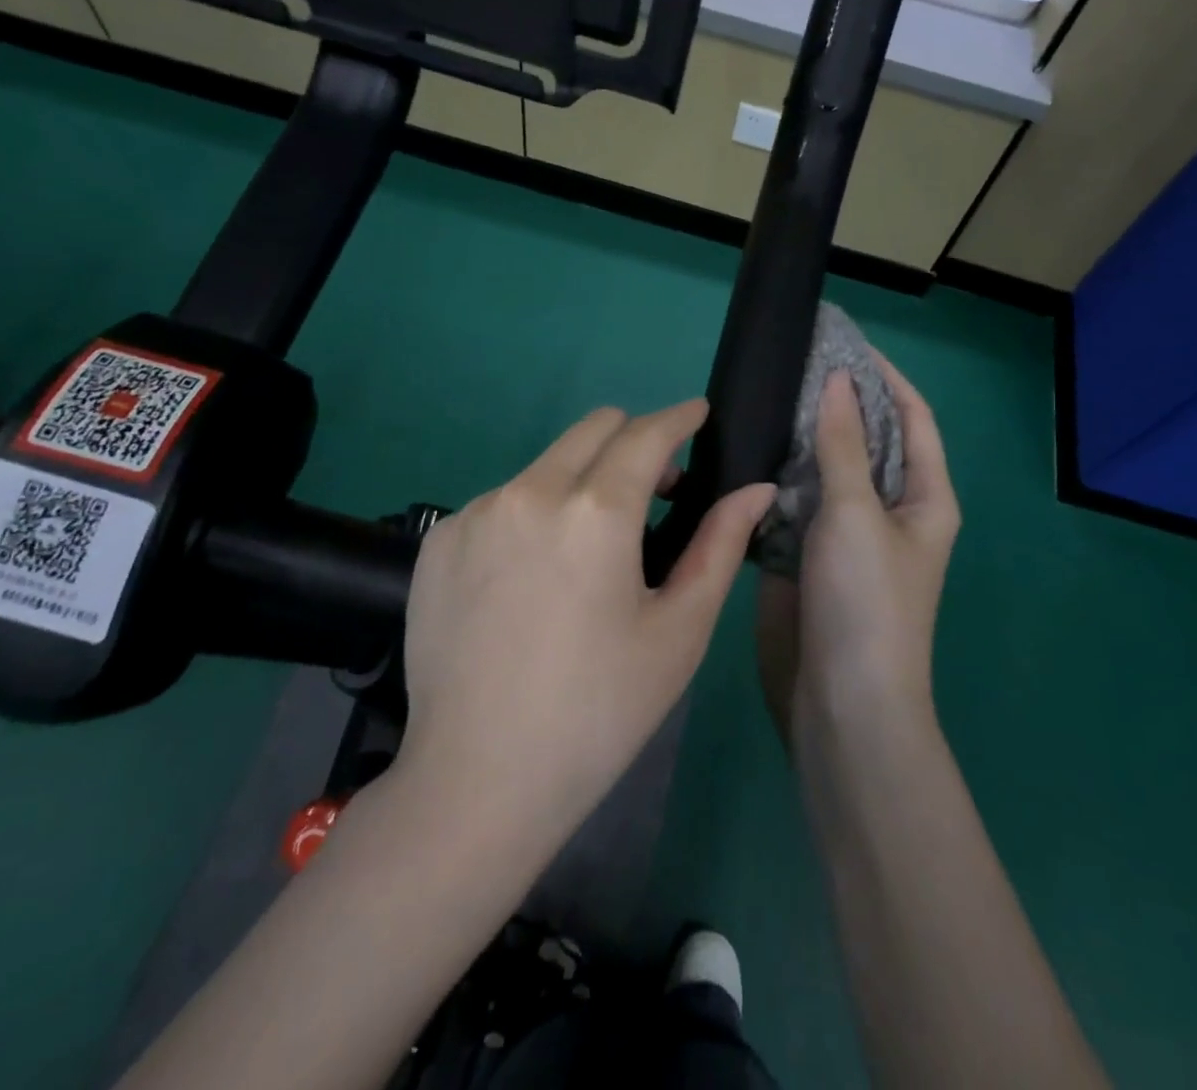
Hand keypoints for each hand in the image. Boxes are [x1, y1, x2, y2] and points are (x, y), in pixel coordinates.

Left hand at [390, 399, 776, 861]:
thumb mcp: (679, 632)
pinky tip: (533, 577)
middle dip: (634, 439)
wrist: (476, 781)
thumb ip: (720, 545)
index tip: (698, 415)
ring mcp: (476, 513)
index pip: (646, 433)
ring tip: (591, 548)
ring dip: (582, 480)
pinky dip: (534, 512)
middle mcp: (530, 492)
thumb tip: (756, 490)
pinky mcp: (439, 539)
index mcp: (595, 512)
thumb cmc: (598, 711)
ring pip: (547, 463)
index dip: (680, 416)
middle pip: (594, 428)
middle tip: (657, 489)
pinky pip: (503, 499)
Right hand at [757, 352, 959, 740]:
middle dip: (836, 401)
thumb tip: (838, 381)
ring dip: (801, 438)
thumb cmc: (866, 602)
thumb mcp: (857, 514)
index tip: (844, 340)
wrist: (841, 703)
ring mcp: (847, 535)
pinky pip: (794, 503)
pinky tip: (746, 450)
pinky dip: (776, 476)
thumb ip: (843, 446)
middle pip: (866, 440)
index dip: (884, 375)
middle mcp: (890, 510)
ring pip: (824, 470)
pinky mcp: (808, 556)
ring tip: (763, 396)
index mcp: (925, 497)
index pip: (911, 417)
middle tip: (790, 362)